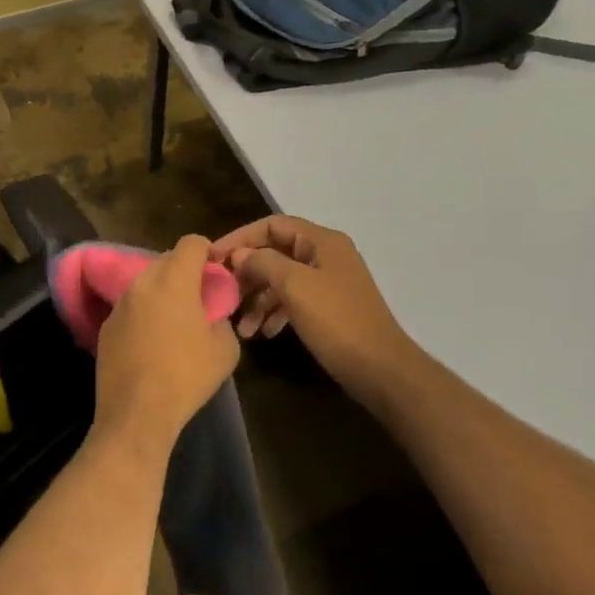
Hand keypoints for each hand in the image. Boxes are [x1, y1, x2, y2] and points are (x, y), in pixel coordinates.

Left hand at [94, 235, 240, 461]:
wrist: (136, 413)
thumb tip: (212, 316)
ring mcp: (120, 304)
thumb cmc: (186, 376)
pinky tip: (151, 341)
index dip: (207, 250)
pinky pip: (131, 307)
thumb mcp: (225, 350)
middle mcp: (143, 283)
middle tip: (198, 297)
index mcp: (174, 280)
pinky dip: (143, 313)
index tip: (215, 269)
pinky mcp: (106, 326)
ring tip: (174, 320)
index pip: (191, 242)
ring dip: (162, 292)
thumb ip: (222, 320)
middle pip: (166, 260)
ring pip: (146, 283)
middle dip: (184, 271)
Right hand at [212, 216, 422, 403]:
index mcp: (322, 241)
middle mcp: (326, 255)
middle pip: (276, 253)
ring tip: (240, 326)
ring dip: (258, 298)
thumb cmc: (337, 321)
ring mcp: (329, 282)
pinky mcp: (329, 308)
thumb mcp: (295, 287)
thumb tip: (240, 254)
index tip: (213, 258)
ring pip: (282, 280)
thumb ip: (264, 263)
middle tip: (223, 293)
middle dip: (247, 273)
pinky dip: (275, 312)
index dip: (240, 238)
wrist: (381, 370)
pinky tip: (263, 332)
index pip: (272, 225)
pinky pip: (294, 300)